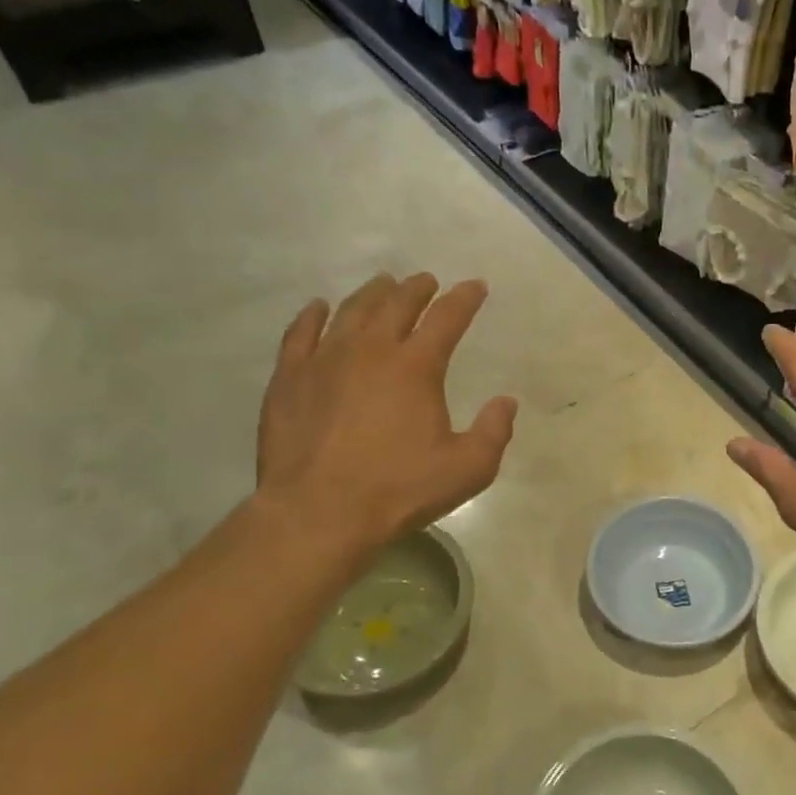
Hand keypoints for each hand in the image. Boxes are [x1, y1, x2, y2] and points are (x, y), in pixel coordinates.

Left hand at [255, 274, 516, 565]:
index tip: (475, 287)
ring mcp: (324, 360)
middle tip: (426, 281)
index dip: (464, 299)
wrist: (318, 512)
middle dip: (417, 288)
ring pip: (351, 311)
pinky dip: (313, 315)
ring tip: (383, 285)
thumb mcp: (467, 469)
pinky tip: (319, 308)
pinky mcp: (289, 378)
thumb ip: (494, 432)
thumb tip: (506, 402)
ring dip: (372, 294)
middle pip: (397, 304)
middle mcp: (370, 350)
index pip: (447, 318)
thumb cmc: (398, 490)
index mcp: (416, 367)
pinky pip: (300, 333)